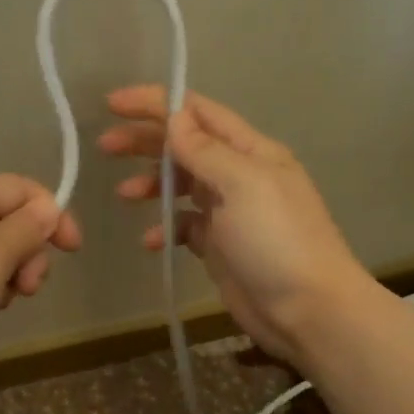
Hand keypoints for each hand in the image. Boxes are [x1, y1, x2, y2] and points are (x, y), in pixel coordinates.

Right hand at [99, 85, 373, 362]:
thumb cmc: (276, 239)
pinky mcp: (220, 246)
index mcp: (250, 151)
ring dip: (151, 184)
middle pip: (185, 146)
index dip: (156, 103)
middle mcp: (239, 175)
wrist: (308, 309)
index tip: (113, 104)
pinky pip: (185, 226)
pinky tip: (151, 242)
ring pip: (181, 185)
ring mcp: (229, 212)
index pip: (198, 113)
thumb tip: (174, 117)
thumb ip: (205, 151)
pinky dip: (165, 228)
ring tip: (124, 195)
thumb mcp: (242, 185)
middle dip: (145, 142)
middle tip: (106, 146)